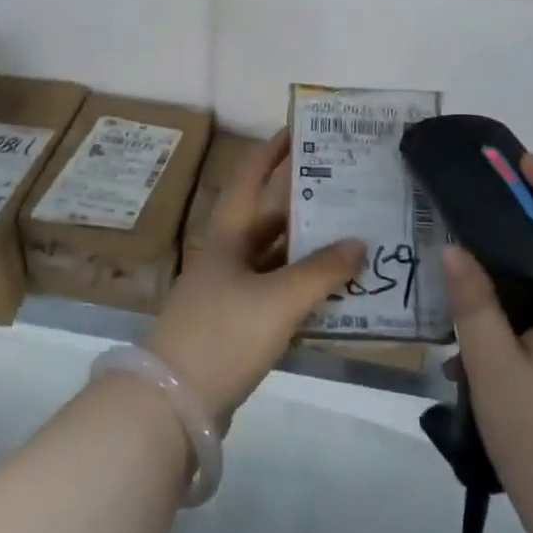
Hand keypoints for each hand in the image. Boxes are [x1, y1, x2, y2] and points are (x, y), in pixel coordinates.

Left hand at [148, 129, 364, 427]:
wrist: (173, 402)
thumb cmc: (223, 333)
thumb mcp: (278, 299)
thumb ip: (321, 271)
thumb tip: (359, 242)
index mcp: (229, 235)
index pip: (251, 178)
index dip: (272, 151)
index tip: (299, 129)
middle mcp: (228, 255)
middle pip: (269, 220)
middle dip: (305, 205)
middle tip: (347, 192)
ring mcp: (230, 292)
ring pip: (276, 259)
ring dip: (309, 252)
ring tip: (352, 239)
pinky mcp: (236, 325)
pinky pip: (277, 295)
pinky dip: (304, 290)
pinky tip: (335, 294)